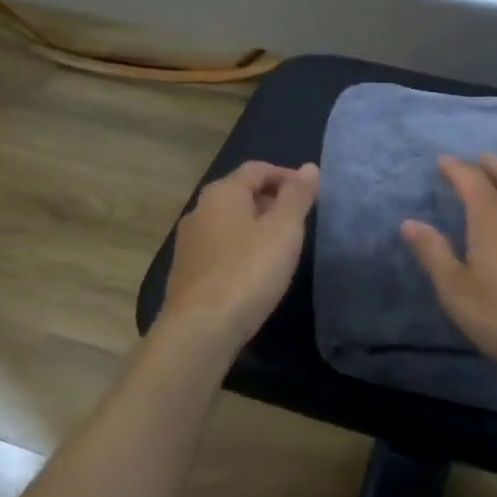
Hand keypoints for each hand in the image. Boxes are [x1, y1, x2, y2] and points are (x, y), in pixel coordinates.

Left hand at [159, 161, 319, 349]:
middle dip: (270, 200)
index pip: (256, 169)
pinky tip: (254, 271)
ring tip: (280, 247)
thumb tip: (309, 167)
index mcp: (222, 193)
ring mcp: (189, 242)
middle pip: (239, 193)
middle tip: (298, 222)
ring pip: (228, 222)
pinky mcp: (186, 271)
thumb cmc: (248, 272)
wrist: (200, 329)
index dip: (285, 176)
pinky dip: (240, 248)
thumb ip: (297, 197)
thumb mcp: (283, 230)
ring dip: (255, 226)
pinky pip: (219, 247)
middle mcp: (199, 210)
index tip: (310, 195)